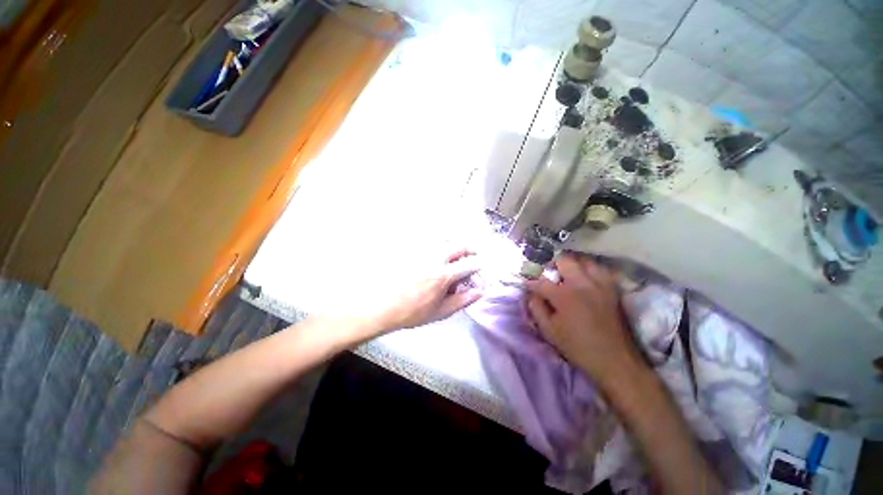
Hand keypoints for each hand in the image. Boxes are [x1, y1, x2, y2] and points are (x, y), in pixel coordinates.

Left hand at [371, 249, 482, 332]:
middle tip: (472, 257)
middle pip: (460, 244)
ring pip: (445, 238)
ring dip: (455, 244)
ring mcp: (421, 251)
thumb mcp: (440, 312)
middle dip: (471, 250)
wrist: (382, 307)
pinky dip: (438, 242)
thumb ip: (462, 300)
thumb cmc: (411, 312)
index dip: (481, 264)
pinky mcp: (410, 250)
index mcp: (443, 275)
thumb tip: (479, 292)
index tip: (482, 267)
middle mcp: (434, 258)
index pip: (470, 263)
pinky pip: (429, 239)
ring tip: (455, 253)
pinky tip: (437, 252)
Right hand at [525, 253, 646, 389]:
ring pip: (585, 260)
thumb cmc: (577, 346)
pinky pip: (601, 270)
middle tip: (548, 272)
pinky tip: (586, 278)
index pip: (541, 281)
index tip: (526, 283)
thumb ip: (536, 308)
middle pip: (564, 260)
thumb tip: (532, 294)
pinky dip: (591, 270)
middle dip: (552, 264)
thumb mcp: (549, 331)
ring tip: (567, 273)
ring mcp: (600, 284)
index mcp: (564, 295)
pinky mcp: (612, 289)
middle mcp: (582, 284)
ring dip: (573, 264)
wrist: (613, 359)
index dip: (530, 282)